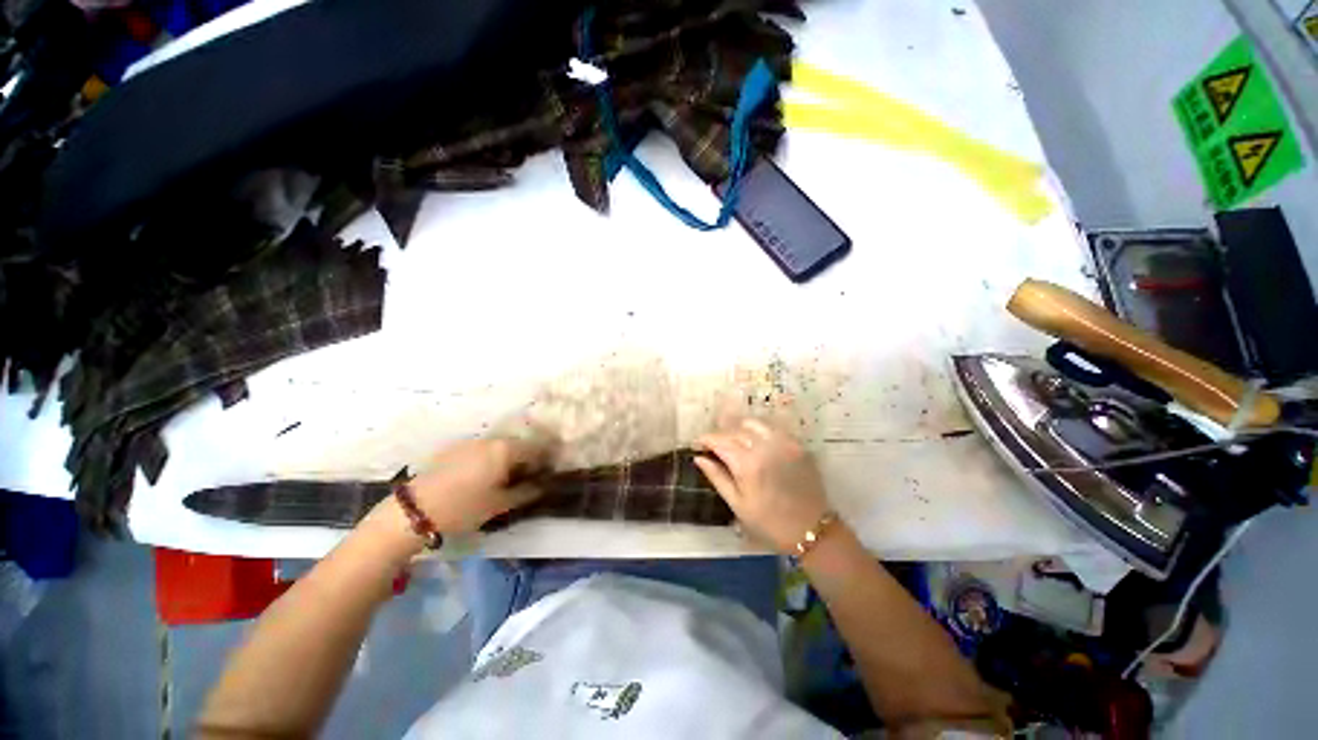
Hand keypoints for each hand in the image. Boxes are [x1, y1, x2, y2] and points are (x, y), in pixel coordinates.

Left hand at [408, 437, 554, 533]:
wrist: (415, 509)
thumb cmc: (464, 507)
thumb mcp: (499, 504)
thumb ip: (525, 492)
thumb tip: (542, 486)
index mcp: (506, 449)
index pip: (537, 448)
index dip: (545, 461)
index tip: (545, 475)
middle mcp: (492, 439)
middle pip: (519, 445)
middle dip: (526, 459)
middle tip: (526, 479)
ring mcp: (472, 441)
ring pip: (500, 446)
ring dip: (508, 458)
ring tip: (504, 479)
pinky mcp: (455, 447)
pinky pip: (482, 449)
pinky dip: (490, 458)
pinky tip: (482, 476)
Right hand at [694, 417, 830, 553]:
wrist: (812, 529)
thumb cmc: (770, 523)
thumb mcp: (738, 504)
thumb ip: (717, 477)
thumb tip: (698, 458)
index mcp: (748, 465)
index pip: (720, 441)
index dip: (705, 439)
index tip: (696, 443)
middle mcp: (765, 447)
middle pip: (734, 430)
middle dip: (720, 435)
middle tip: (713, 446)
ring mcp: (783, 443)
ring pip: (753, 423)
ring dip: (738, 429)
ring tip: (733, 441)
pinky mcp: (796, 444)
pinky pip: (772, 428)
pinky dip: (758, 431)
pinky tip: (754, 442)